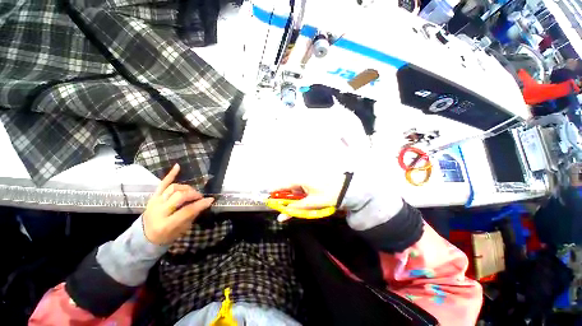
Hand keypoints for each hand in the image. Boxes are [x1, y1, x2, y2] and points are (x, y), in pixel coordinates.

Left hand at [142, 164, 213, 244]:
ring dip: (186, 188)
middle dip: (193, 194)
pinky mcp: (153, 197)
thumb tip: (204, 202)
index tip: (211, 200)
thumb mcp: (182, 229)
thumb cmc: (167, 235)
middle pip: (179, 196)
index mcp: (166, 224)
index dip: (200, 204)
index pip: (187, 210)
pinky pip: (162, 184)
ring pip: (173, 189)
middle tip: (199, 197)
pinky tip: (178, 166)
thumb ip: (192, 215)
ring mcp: (154, 202)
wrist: (146, 236)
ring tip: (191, 192)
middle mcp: (158, 211)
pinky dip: (170, 175)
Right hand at [274, 174, 343, 221]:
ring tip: (302, 205)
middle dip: (285, 199)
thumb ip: (295, 209)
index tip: (268, 201)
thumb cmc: (327, 195)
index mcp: (299, 180)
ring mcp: (305, 179)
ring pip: (294, 190)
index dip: (274, 194)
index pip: (281, 186)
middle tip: (288, 209)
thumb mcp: (310, 204)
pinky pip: (300, 189)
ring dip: (294, 199)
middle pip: (286, 188)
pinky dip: (300, 196)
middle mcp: (300, 177)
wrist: (345, 188)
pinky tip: (306, 200)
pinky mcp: (310, 181)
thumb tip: (280, 216)